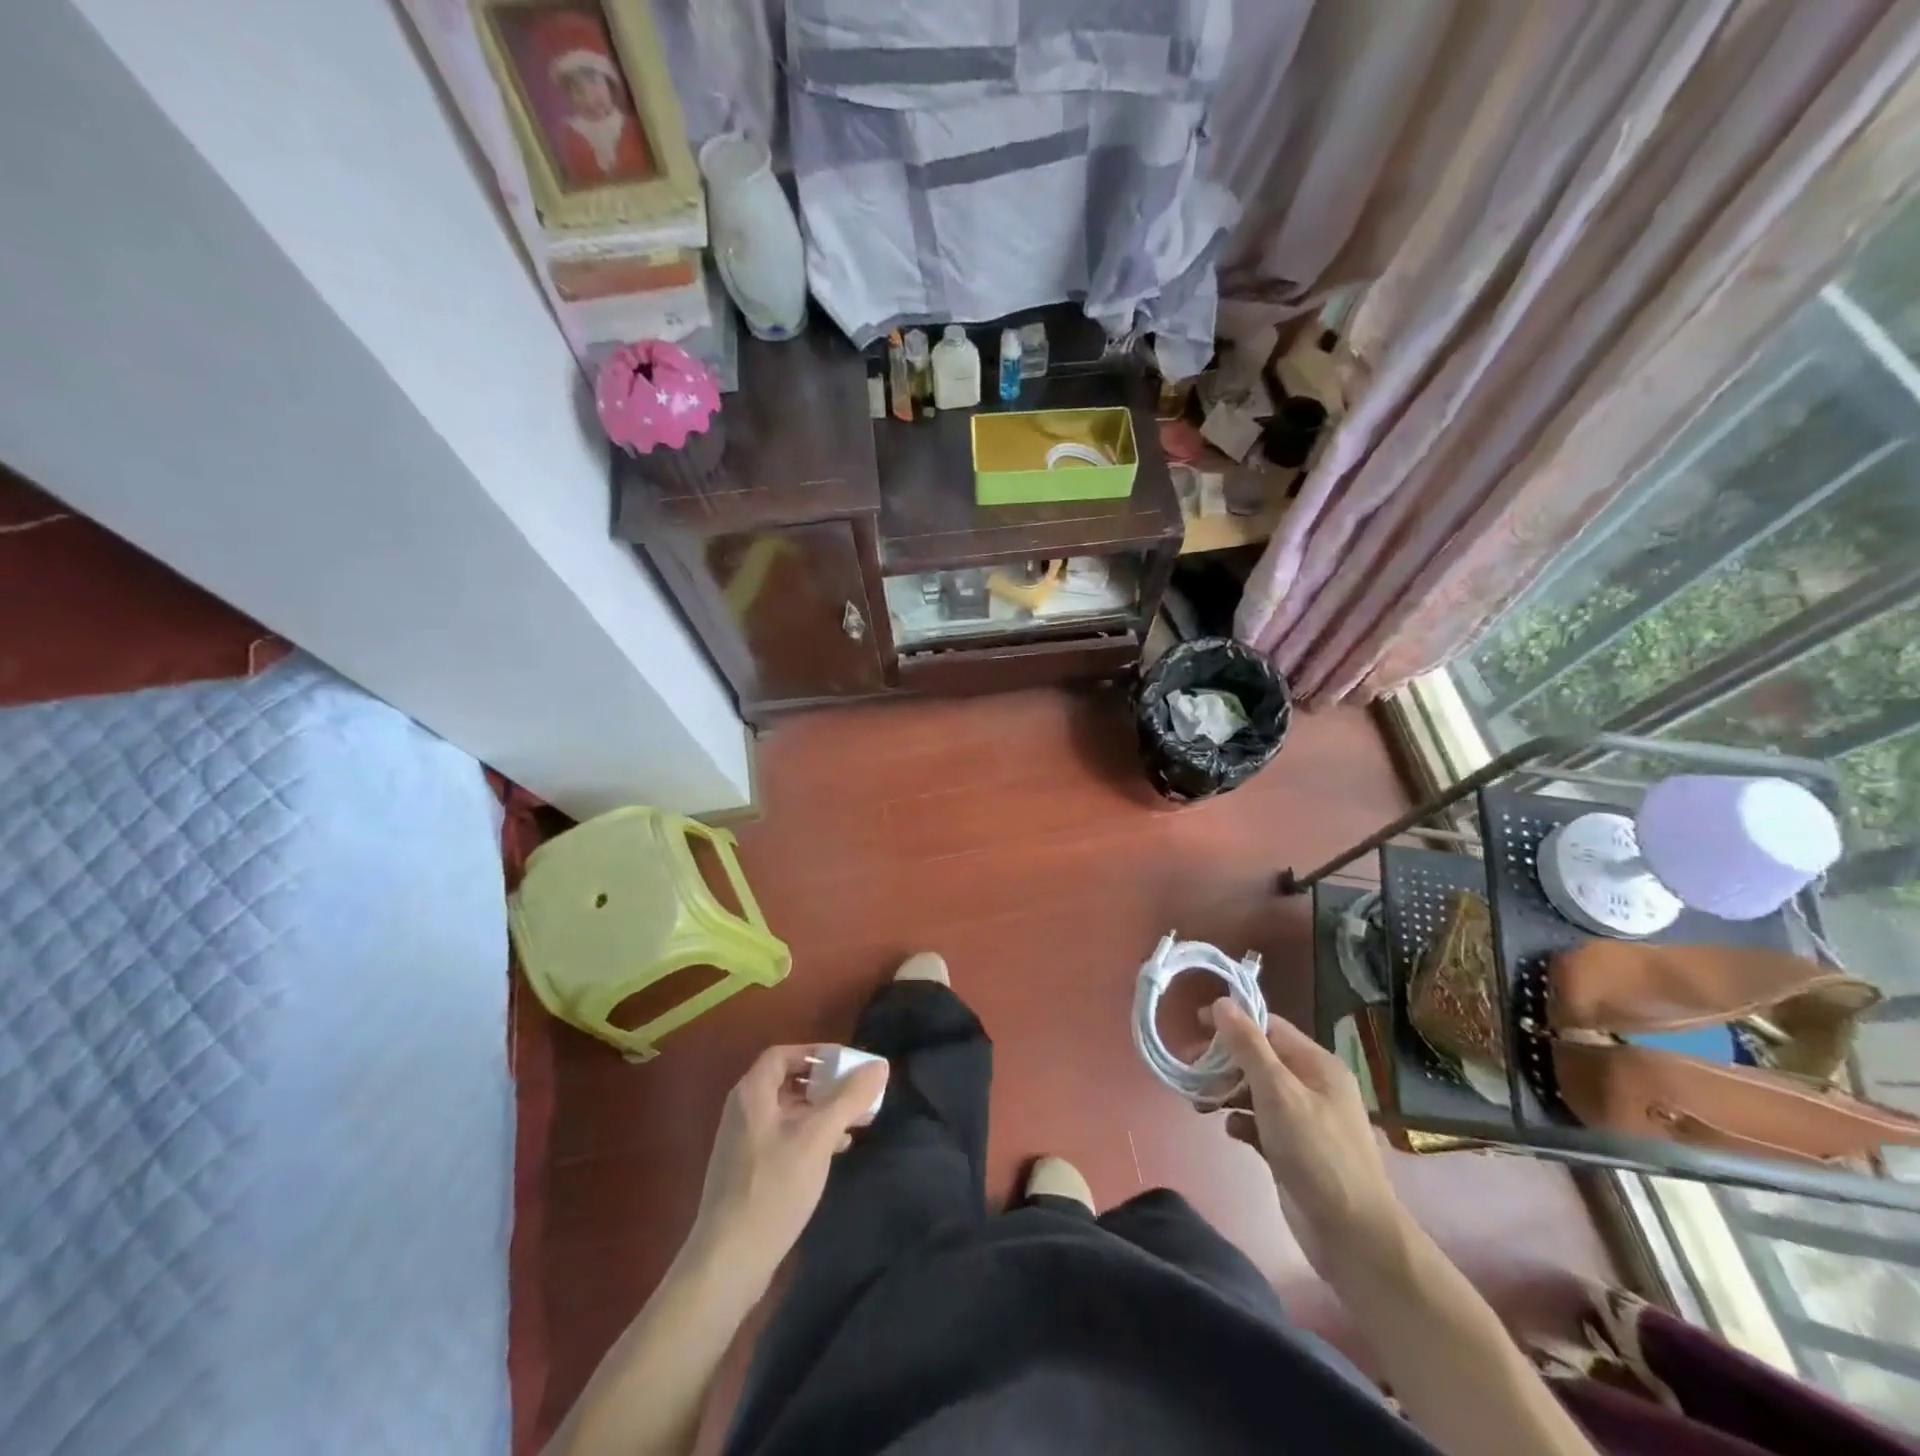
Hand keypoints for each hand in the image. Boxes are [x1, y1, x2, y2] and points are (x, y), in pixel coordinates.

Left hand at [689, 1044, 888, 1288]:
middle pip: (787, 1081)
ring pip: (788, 1112)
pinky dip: (810, 1134)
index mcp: (752, 1094)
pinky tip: (834, 1150)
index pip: (783, 1054)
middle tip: (857, 1093)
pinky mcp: (748, 1171)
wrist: (728, 1261)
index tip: (847, 1064)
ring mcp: (743, 1143)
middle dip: (824, 1084)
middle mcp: (743, 1111)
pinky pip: (783, 1137)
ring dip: (821, 1111)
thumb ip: (849, 1098)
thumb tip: (880, 1065)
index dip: (815, 1053)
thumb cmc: (773, 1188)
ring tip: (854, 1121)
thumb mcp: (818, 1138)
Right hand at [1206, 999, 1407, 1280]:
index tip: (1194, 1026)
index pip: (1269, 1026)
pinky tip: (1230, 1130)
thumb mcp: (1278, 1092)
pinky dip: (1242, 1122)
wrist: (1352, 1236)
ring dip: (1227, 1092)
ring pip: (1256, 1091)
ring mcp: (1304, 1120)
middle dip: (1224, 1061)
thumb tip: (1222, 1002)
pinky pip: (1260, 1123)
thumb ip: (1248, 1046)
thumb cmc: (1316, 1153)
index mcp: (1317, 1065)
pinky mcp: (1293, 1150)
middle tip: (1190, 1068)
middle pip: (1259, 1058)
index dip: (1232, 1022)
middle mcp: (1313, 1086)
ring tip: (1200, 1102)